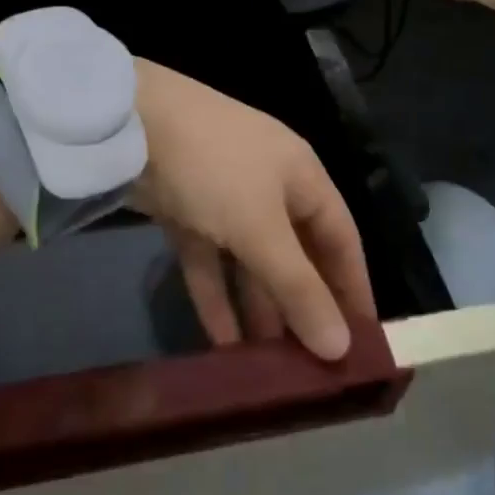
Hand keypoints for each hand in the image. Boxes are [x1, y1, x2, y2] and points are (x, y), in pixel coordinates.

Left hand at [130, 61, 373, 360]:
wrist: (133, 122)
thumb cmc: (214, 169)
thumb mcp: (260, 228)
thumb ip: (298, 287)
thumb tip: (342, 347)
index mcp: (302, 177)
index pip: (341, 239)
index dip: (352, 289)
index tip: (362, 345)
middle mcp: (270, 187)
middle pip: (296, 255)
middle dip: (301, 308)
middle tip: (312, 370)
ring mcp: (226, 198)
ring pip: (251, 262)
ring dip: (258, 310)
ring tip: (270, 371)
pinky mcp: (188, 210)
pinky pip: (211, 261)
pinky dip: (216, 297)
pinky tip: (222, 347)